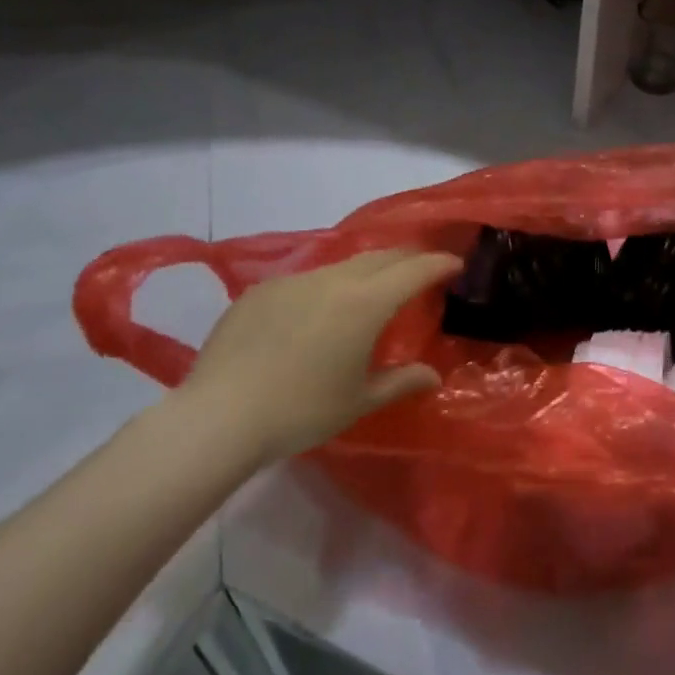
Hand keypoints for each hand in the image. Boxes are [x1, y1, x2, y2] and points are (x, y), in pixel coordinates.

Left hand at [175, 249, 460, 466]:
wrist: (218, 417)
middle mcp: (334, 279)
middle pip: (382, 257)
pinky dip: (325, 288)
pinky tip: (315, 315)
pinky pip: (306, 280)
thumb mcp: (359, 401)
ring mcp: (294, 281)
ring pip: (343, 265)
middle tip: (422, 271)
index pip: (415, 269)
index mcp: (366, 302)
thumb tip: (433, 375)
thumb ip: (401, 381)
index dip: (440, 263)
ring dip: (366, 272)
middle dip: (408, 260)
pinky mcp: (261, 290)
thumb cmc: (301, 412)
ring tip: (370, 292)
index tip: (456, 264)